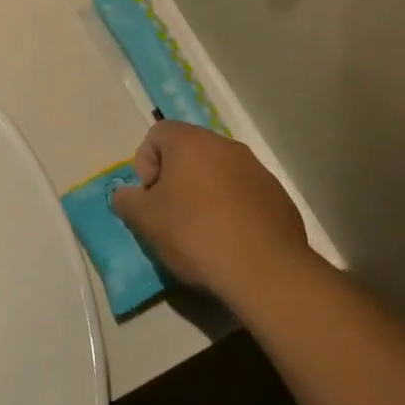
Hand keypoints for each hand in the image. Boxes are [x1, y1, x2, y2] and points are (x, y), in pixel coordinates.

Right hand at [110, 122, 310, 299]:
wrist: (265, 271)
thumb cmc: (195, 235)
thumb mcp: (145, 220)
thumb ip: (127, 200)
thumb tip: (126, 195)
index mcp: (191, 142)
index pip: (158, 134)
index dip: (145, 163)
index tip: (150, 196)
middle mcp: (226, 146)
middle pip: (189, 152)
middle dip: (175, 179)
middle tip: (170, 215)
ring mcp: (257, 170)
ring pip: (219, 173)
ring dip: (205, 193)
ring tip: (201, 232)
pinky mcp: (278, 196)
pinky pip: (244, 194)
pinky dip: (232, 209)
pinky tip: (230, 240)